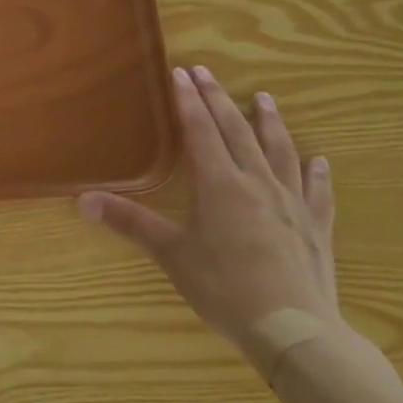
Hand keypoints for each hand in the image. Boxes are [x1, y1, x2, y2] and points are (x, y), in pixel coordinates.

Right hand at [80, 64, 341, 376]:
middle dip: (220, 99)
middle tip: (207, 72)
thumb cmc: (225, 288)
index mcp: (220, 185)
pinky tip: (320, 161)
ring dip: (270, 123)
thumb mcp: (171, 255)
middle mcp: (257, 184)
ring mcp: (292, 204)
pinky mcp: (316, 228)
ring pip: (280, 152)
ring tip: (264, 98)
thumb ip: (130, 223)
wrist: (294, 330)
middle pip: (237, 132)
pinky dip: (316, 173)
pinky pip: (317, 192)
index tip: (181, 73)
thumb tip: (82, 199)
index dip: (188, 101)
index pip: (201, 132)